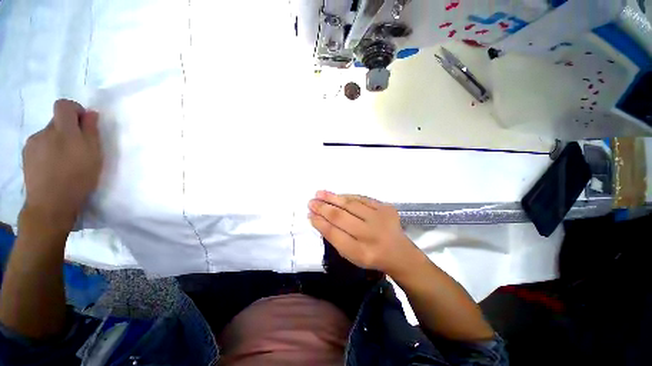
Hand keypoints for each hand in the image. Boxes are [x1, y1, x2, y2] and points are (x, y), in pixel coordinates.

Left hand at [21, 99, 102, 231]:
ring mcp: (32, 143)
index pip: (64, 105)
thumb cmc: (78, 178)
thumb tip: (90, 114)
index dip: (74, 109)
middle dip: (67, 130)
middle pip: (56, 121)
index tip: (82, 123)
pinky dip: (47, 151)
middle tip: (77, 149)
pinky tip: (52, 166)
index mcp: (63, 130)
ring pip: (47, 134)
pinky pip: (39, 145)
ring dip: (57, 141)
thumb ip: (91, 130)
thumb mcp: (94, 154)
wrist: (50, 203)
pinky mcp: (26, 154)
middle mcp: (45, 131)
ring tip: (63, 161)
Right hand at [308, 191, 420, 275]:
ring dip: (332, 198)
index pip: (334, 234)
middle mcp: (370, 235)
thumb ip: (335, 238)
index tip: (309, 214)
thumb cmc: (371, 256)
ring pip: (350, 204)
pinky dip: (347, 196)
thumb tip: (317, 218)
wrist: (399, 253)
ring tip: (319, 193)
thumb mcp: (351, 256)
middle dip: (322, 208)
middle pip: (340, 217)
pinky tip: (337, 195)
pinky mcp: (386, 208)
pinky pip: (362, 198)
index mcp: (360, 252)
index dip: (319, 223)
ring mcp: (379, 219)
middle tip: (311, 202)